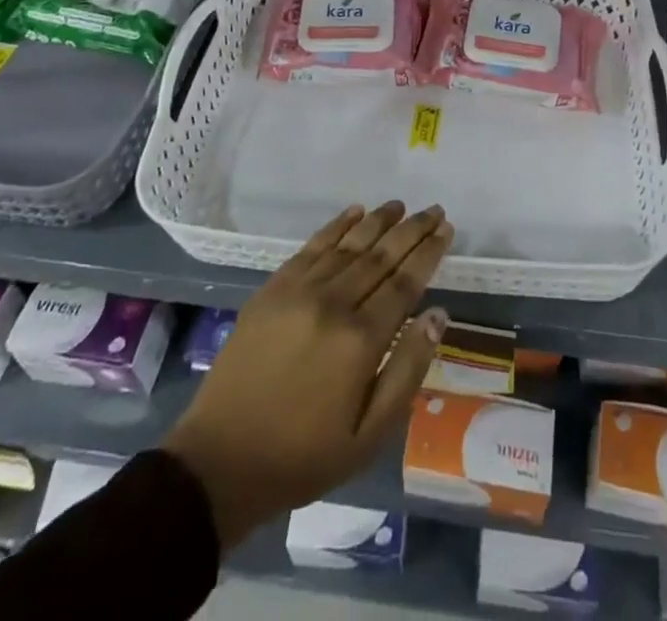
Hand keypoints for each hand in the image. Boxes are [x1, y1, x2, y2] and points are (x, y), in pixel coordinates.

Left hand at [163, 201, 453, 549]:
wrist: (219, 461)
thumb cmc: (302, 457)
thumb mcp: (368, 436)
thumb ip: (407, 370)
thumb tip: (437, 315)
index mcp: (360, 340)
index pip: (405, 282)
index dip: (428, 253)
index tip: (446, 230)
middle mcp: (333, 303)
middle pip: (381, 255)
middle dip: (412, 230)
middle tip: (435, 210)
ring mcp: (299, 291)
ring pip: (349, 245)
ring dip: (378, 221)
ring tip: (400, 205)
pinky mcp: (273, 289)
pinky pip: (312, 247)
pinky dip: (336, 226)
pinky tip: (354, 212)